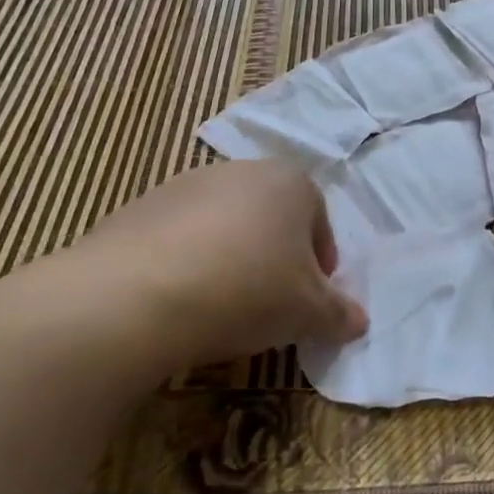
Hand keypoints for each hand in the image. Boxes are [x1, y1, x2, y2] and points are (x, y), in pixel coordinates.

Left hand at [65, 161, 367, 373]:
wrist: (134, 296)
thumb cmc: (246, 290)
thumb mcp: (308, 312)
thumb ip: (339, 314)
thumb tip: (359, 322)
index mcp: (290, 182)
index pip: (319, 219)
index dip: (320, 262)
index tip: (310, 299)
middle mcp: (239, 171)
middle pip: (270, 218)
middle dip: (275, 258)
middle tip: (270, 304)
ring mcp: (184, 186)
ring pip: (223, 226)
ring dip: (229, 260)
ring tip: (220, 308)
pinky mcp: (137, 209)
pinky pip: (177, 239)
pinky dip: (185, 265)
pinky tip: (177, 304)